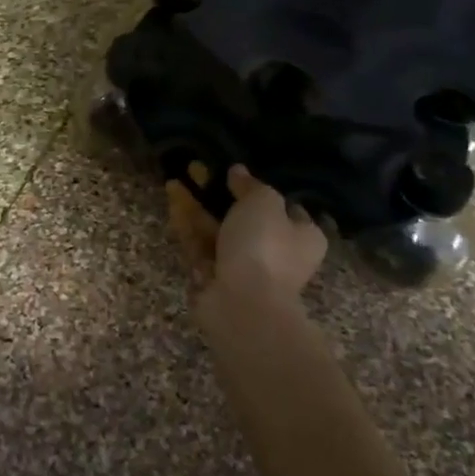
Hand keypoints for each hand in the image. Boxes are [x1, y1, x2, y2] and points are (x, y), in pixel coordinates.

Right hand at [168, 165, 327, 314]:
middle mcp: (276, 253)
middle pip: (245, 217)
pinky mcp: (215, 279)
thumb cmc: (264, 247)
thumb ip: (251, 185)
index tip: (233, 172)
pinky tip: (172, 203)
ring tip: (175, 180)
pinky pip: (200, 247)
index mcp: (302, 237)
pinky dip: (187, 226)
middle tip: (196, 170)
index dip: (259, 188)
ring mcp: (244, 269)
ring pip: (218, 231)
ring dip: (197, 207)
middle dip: (219, 194)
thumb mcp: (264, 202)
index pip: (284, 207)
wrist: (243, 305)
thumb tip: (239, 172)